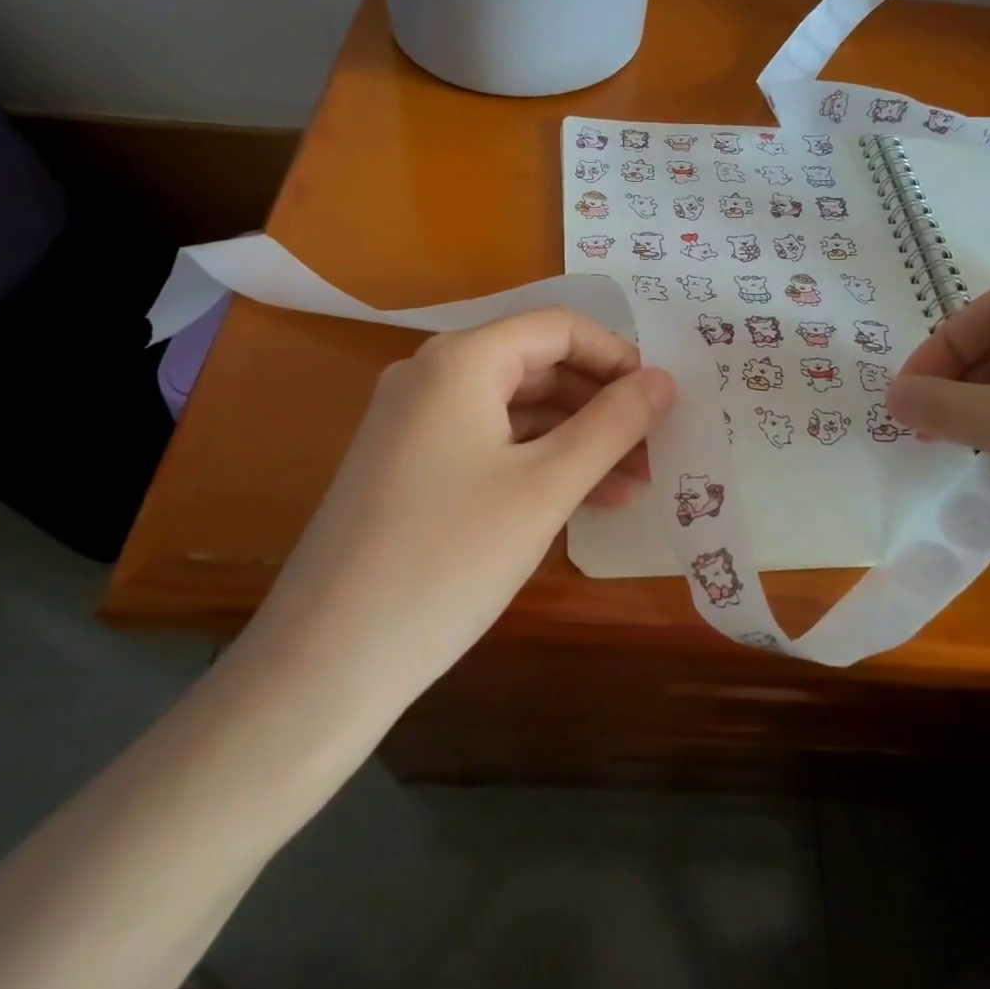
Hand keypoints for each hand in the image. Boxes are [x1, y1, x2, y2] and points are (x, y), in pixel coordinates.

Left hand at [240, 309, 675, 712]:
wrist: (325, 660)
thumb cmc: (448, 558)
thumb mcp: (545, 487)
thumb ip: (612, 425)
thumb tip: (664, 380)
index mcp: (461, 360)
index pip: (559, 328)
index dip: (618, 358)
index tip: (662, 402)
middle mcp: (431, 375)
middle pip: (538, 366)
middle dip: (602, 406)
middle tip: (656, 451)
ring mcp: (414, 423)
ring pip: (516, 410)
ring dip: (577, 440)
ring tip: (634, 485)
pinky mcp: (408, 467)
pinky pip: (489, 445)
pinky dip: (537, 464)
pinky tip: (582, 502)